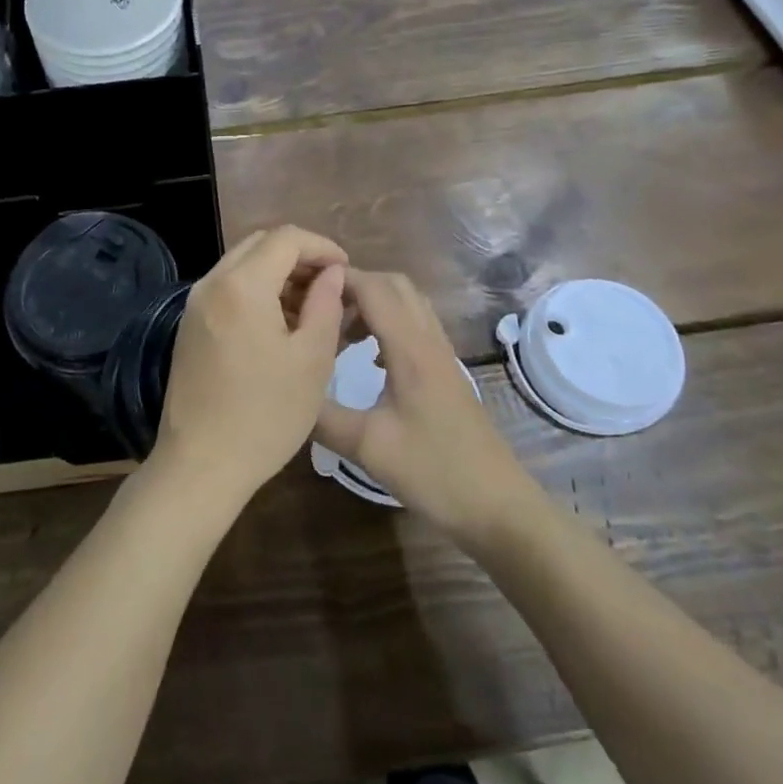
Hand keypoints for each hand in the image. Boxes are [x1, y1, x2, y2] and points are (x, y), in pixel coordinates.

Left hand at [153, 226, 347, 508]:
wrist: (200, 465)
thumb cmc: (265, 415)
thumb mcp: (312, 360)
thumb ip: (326, 304)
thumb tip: (332, 273)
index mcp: (241, 285)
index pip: (286, 238)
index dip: (322, 246)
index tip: (346, 270)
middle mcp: (211, 283)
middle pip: (260, 245)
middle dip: (299, 257)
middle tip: (330, 286)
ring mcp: (195, 305)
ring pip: (242, 266)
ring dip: (278, 274)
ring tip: (311, 308)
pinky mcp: (189, 326)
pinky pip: (227, 290)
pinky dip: (257, 292)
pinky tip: (280, 325)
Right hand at [315, 271, 539, 543]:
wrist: (496, 505)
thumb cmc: (434, 471)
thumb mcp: (367, 447)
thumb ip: (322, 416)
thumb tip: (286, 389)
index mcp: (410, 349)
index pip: (373, 288)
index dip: (338, 279)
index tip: (301, 287)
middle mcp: (429, 341)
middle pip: (393, 285)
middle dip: (354, 286)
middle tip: (320, 309)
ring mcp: (442, 355)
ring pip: (408, 303)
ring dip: (373, 303)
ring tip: (339, 331)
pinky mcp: (446, 372)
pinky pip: (415, 326)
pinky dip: (388, 324)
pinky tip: (369, 356)